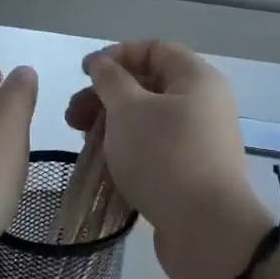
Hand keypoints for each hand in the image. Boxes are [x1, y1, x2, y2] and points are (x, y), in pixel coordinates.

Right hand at [65, 41, 271, 278]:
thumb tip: (103, 64)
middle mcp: (204, 104)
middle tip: (73, 118)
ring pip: (149, 120)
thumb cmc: (164, 157)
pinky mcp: (192, 171)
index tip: (84, 74)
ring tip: (84, 145)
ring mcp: (200, 140)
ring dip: (112, 126)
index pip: (154, 49)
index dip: (116, 55)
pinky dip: (128, 150)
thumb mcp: (128, 110)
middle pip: (148, 86)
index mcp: (197, 78)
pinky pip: (156, 149)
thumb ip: (111, 81)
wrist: (206, 229)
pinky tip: (104, 166)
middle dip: (106, 97)